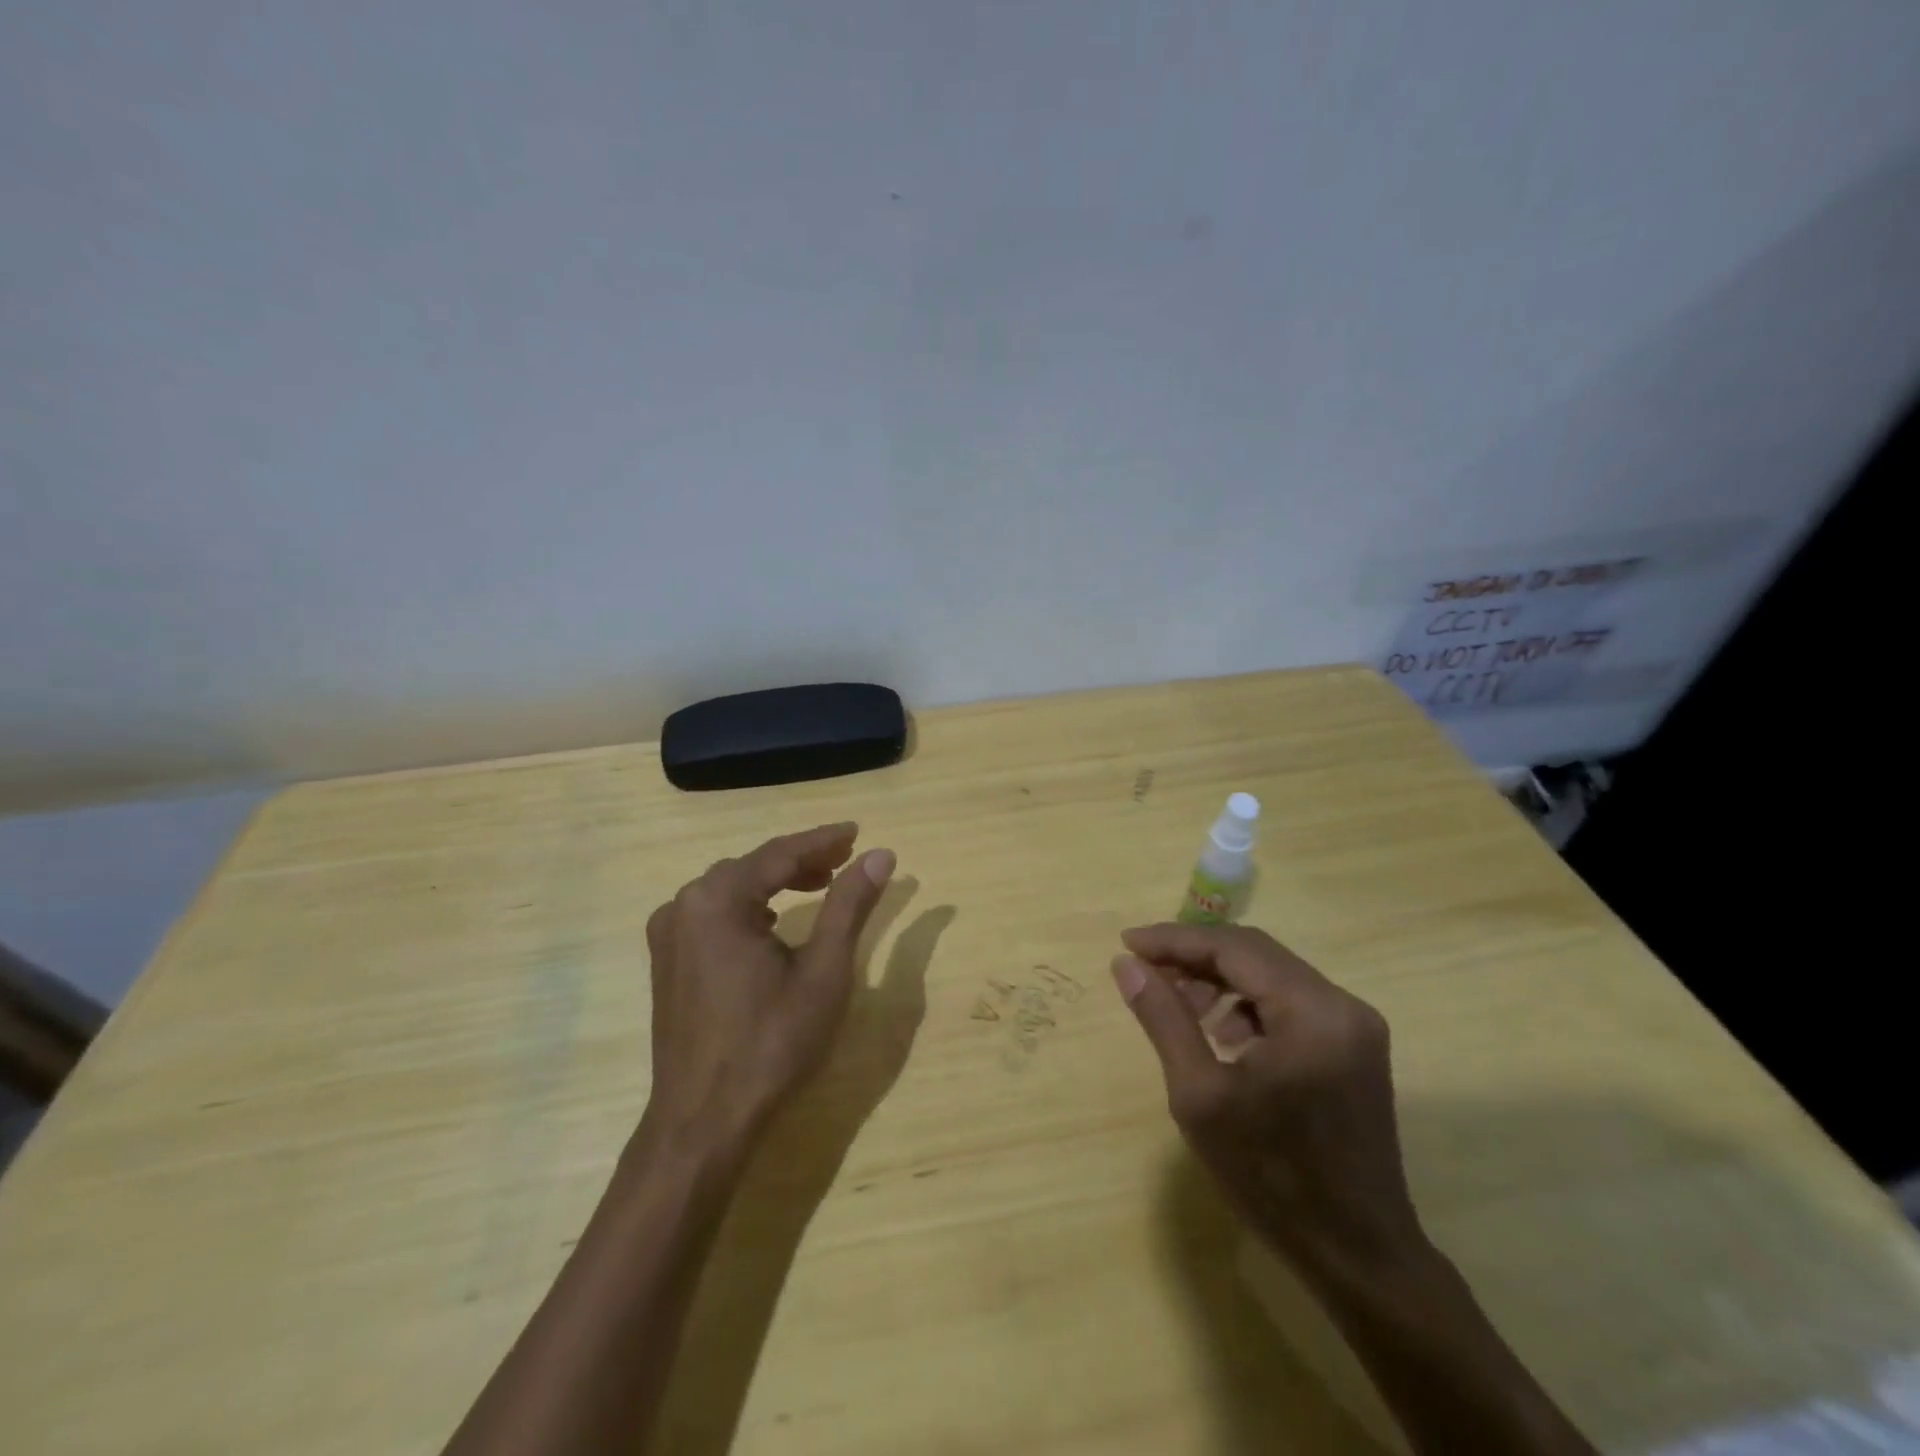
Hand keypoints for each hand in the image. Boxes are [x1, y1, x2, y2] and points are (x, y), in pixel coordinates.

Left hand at [643, 823, 894, 1153]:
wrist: (703, 1122)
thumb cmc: (771, 1043)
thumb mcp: (823, 971)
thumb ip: (849, 905)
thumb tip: (880, 856)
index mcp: (717, 899)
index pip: (779, 853)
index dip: (823, 840)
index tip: (858, 831)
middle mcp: (683, 905)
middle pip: (753, 867)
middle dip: (801, 860)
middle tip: (845, 860)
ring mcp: (669, 934)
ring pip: (732, 889)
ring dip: (776, 882)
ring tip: (820, 884)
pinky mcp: (668, 961)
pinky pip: (714, 913)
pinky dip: (750, 906)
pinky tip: (774, 919)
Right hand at [1112, 923, 1424, 1268]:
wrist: (1358, 1258)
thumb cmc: (1272, 1178)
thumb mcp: (1201, 1096)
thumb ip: (1163, 1018)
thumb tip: (1125, 964)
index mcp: (1312, 1011)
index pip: (1233, 947)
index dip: (1175, 940)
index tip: (1127, 943)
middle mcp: (1342, 1004)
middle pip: (1255, 953)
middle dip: (1195, 956)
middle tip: (1145, 971)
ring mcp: (1354, 1025)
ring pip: (1272, 974)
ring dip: (1220, 979)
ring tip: (1179, 1007)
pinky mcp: (1354, 1046)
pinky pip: (1290, 1001)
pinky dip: (1248, 1004)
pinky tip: (1221, 1035)